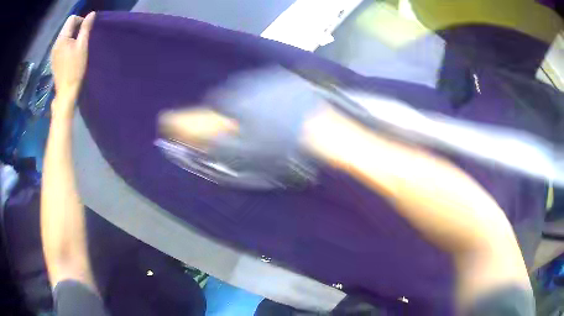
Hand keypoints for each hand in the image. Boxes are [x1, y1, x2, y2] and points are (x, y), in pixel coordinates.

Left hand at [50, 12, 94, 115]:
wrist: (66, 92)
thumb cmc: (75, 68)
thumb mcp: (82, 46)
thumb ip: (86, 28)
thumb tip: (91, 14)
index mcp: (62, 38)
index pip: (71, 19)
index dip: (80, 20)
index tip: (85, 31)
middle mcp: (55, 43)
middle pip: (67, 27)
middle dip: (76, 29)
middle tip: (82, 39)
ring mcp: (53, 52)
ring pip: (64, 36)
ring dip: (72, 37)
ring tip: (77, 47)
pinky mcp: (54, 60)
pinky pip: (61, 45)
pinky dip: (67, 45)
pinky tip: (70, 54)